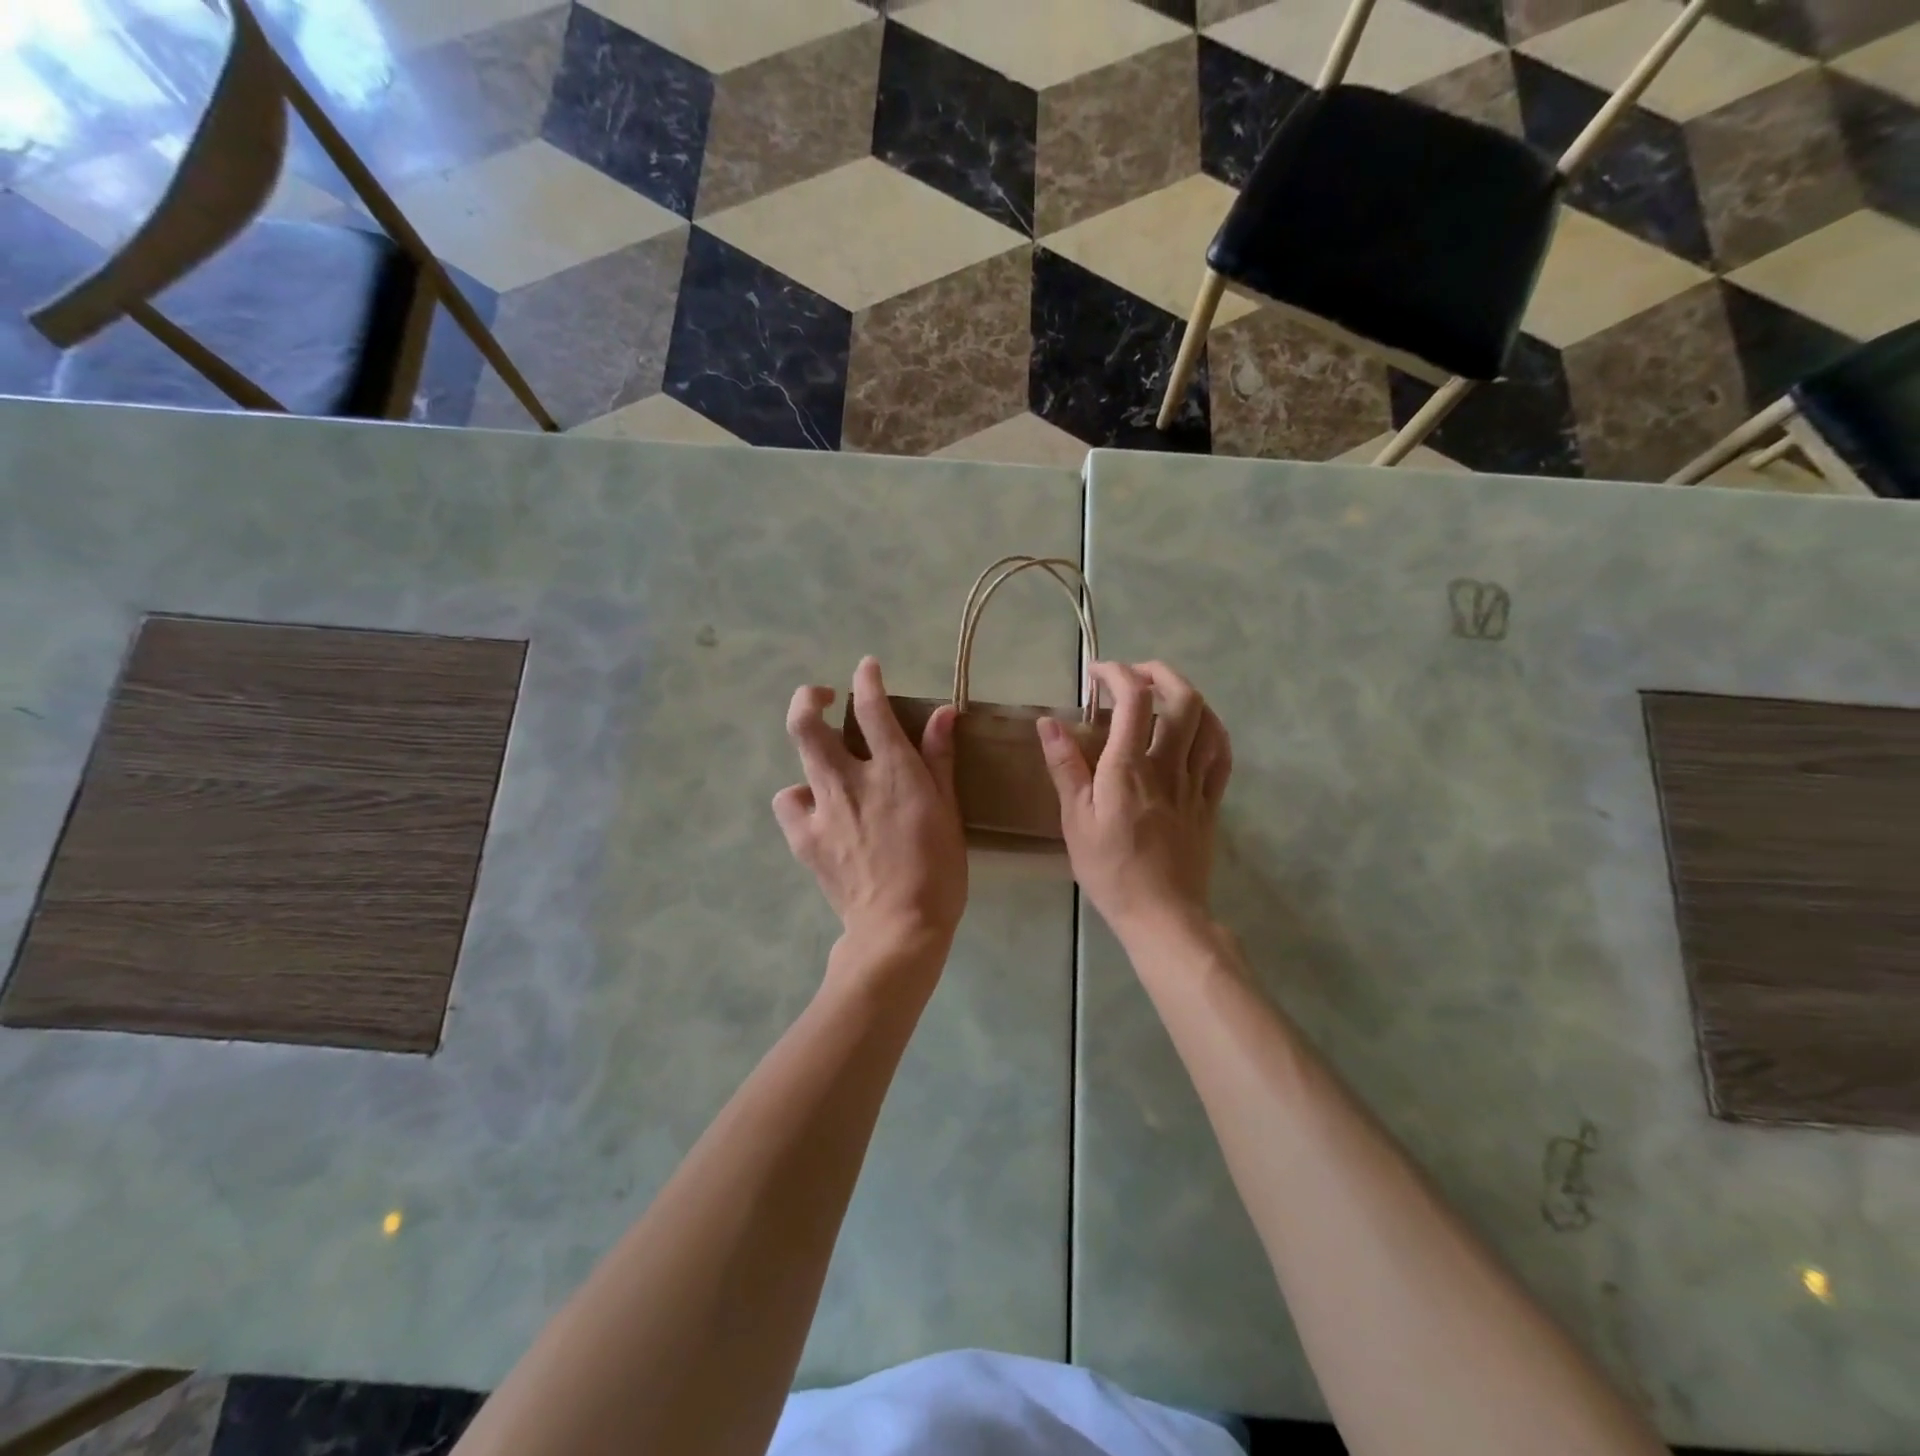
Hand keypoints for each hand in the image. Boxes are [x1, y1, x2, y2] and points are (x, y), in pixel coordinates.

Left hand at [773, 657, 967, 952]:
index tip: (866, 667)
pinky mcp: (804, 838)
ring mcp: (821, 809)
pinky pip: (790, 802)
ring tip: (827, 762)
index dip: (866, 680)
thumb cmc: (938, 870)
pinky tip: (817, 807)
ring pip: (798, 757)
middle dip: (810, 697)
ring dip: (810, 748)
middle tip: (823, 696)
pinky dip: (800, 796)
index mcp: (893, 771)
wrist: (898, 928)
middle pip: (808, 722)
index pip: (871, 708)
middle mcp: (849, 780)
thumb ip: (941, 758)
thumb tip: (943, 713)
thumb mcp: (949, 811)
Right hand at [1037, 661, 1231, 942]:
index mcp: (1128, 768)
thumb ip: (1065, 767)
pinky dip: (1212, 729)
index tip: (1096, 673)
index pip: (1133, 699)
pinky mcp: (1211, 802)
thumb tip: (1048, 722)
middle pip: (1182, 699)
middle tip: (1135, 674)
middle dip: (1160, 673)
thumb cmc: (1110, 869)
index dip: (1117, 673)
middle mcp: (1167, 765)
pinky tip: (1199, 728)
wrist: (1162, 913)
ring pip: (1208, 721)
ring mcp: (1195, 783)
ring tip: (1165, 695)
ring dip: (1188, 695)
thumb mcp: (1075, 820)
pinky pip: (1222, 754)